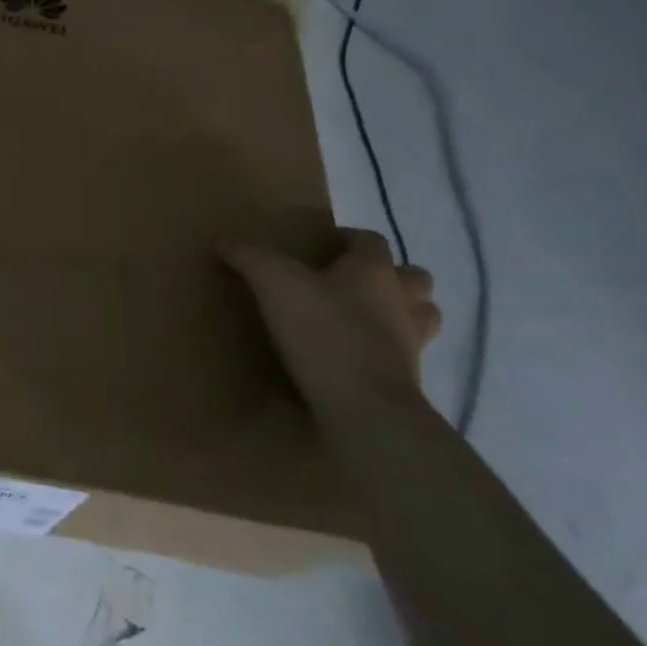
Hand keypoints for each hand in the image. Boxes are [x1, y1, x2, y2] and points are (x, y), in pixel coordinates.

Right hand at [220, 228, 439, 407]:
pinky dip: (388, 353)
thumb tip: (226, 240)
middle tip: (351, 283)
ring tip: (364, 320)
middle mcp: (402, 301)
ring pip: (420, 318)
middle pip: (413, 278)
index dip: (349, 238)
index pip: (371, 241)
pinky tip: (358, 359)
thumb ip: (251, 258)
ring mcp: (411, 344)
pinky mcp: (408, 381)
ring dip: (400, 314)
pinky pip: (405, 358)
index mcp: (374, 271)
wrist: (365, 407)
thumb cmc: (324, 332)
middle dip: (389, 276)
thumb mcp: (275, 285)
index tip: (324, 245)